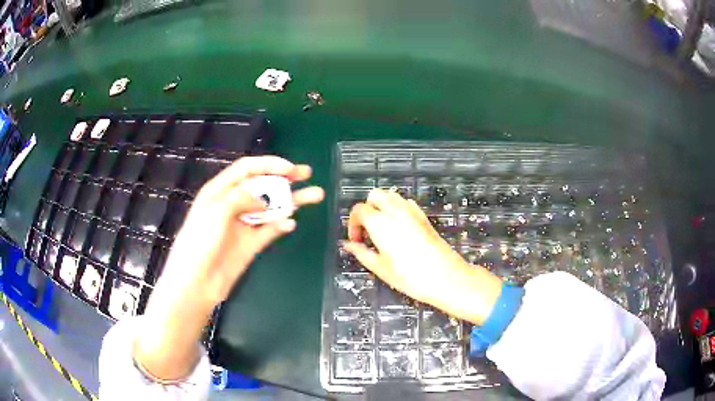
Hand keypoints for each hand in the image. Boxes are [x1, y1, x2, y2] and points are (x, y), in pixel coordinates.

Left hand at [160, 156, 323, 305]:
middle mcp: (233, 204)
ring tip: (315, 195)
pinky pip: (269, 230)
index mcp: (220, 190)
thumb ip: (241, 198)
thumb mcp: (216, 211)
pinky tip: (290, 224)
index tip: (290, 168)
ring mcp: (243, 224)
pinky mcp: (251, 244)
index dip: (268, 164)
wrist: (196, 281)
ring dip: (291, 201)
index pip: (247, 169)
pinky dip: (281, 225)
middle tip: (307, 173)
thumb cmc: (199, 241)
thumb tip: (263, 201)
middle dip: (284, 178)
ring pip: (270, 207)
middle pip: (262, 185)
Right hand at [343, 188, 502, 324]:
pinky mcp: (424, 216)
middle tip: (367, 231)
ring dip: (381, 206)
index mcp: (380, 222)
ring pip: (390, 196)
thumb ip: (361, 253)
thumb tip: (347, 245)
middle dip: (366, 209)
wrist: (446, 277)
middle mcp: (395, 210)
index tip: (356, 241)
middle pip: (374, 195)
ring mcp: (412, 211)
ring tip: (381, 229)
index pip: (358, 210)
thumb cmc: (410, 277)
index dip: (353, 224)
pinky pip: (406, 203)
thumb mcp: (380, 268)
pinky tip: (399, 228)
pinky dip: (397, 209)